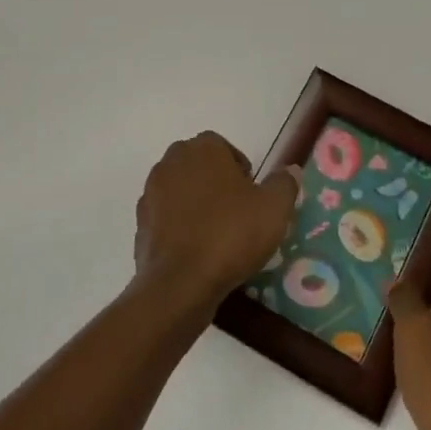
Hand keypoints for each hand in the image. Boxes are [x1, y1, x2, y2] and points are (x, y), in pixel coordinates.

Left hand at [133, 132, 297, 318]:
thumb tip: (290, 171)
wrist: (180, 282)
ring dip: (197, 204)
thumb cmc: (231, 235)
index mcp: (203, 149)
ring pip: (181, 191)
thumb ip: (284, 184)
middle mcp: (172, 162)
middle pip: (199, 166)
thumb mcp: (274, 209)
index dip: (240, 169)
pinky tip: (197, 251)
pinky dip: (180, 227)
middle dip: (216, 183)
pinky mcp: (141, 222)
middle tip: (238, 213)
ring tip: (217, 234)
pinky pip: (167, 217)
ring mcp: (152, 192)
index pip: (223, 147)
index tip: (252, 196)